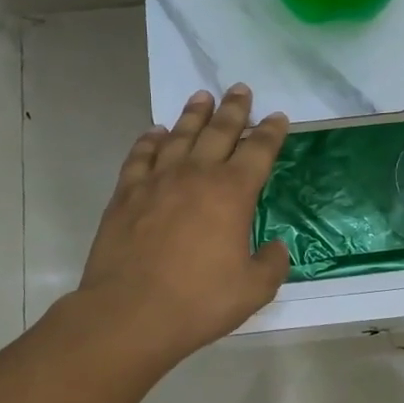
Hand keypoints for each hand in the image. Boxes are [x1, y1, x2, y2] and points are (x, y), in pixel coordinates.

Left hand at [76, 85, 291, 367]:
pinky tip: (156, 132)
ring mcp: (157, 181)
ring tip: (201, 97)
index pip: (258, 151)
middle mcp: (196, 175)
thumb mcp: (253, 289)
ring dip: (193, 115)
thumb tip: (275, 247)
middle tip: (240, 89)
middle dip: (233, 109)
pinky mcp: (126, 194)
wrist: (130, 313)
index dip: (270, 132)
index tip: (277, 116)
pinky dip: (150, 140)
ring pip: (179, 136)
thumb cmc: (198, 301)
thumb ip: (271, 263)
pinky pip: (140, 156)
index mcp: (232, 193)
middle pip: (219, 131)